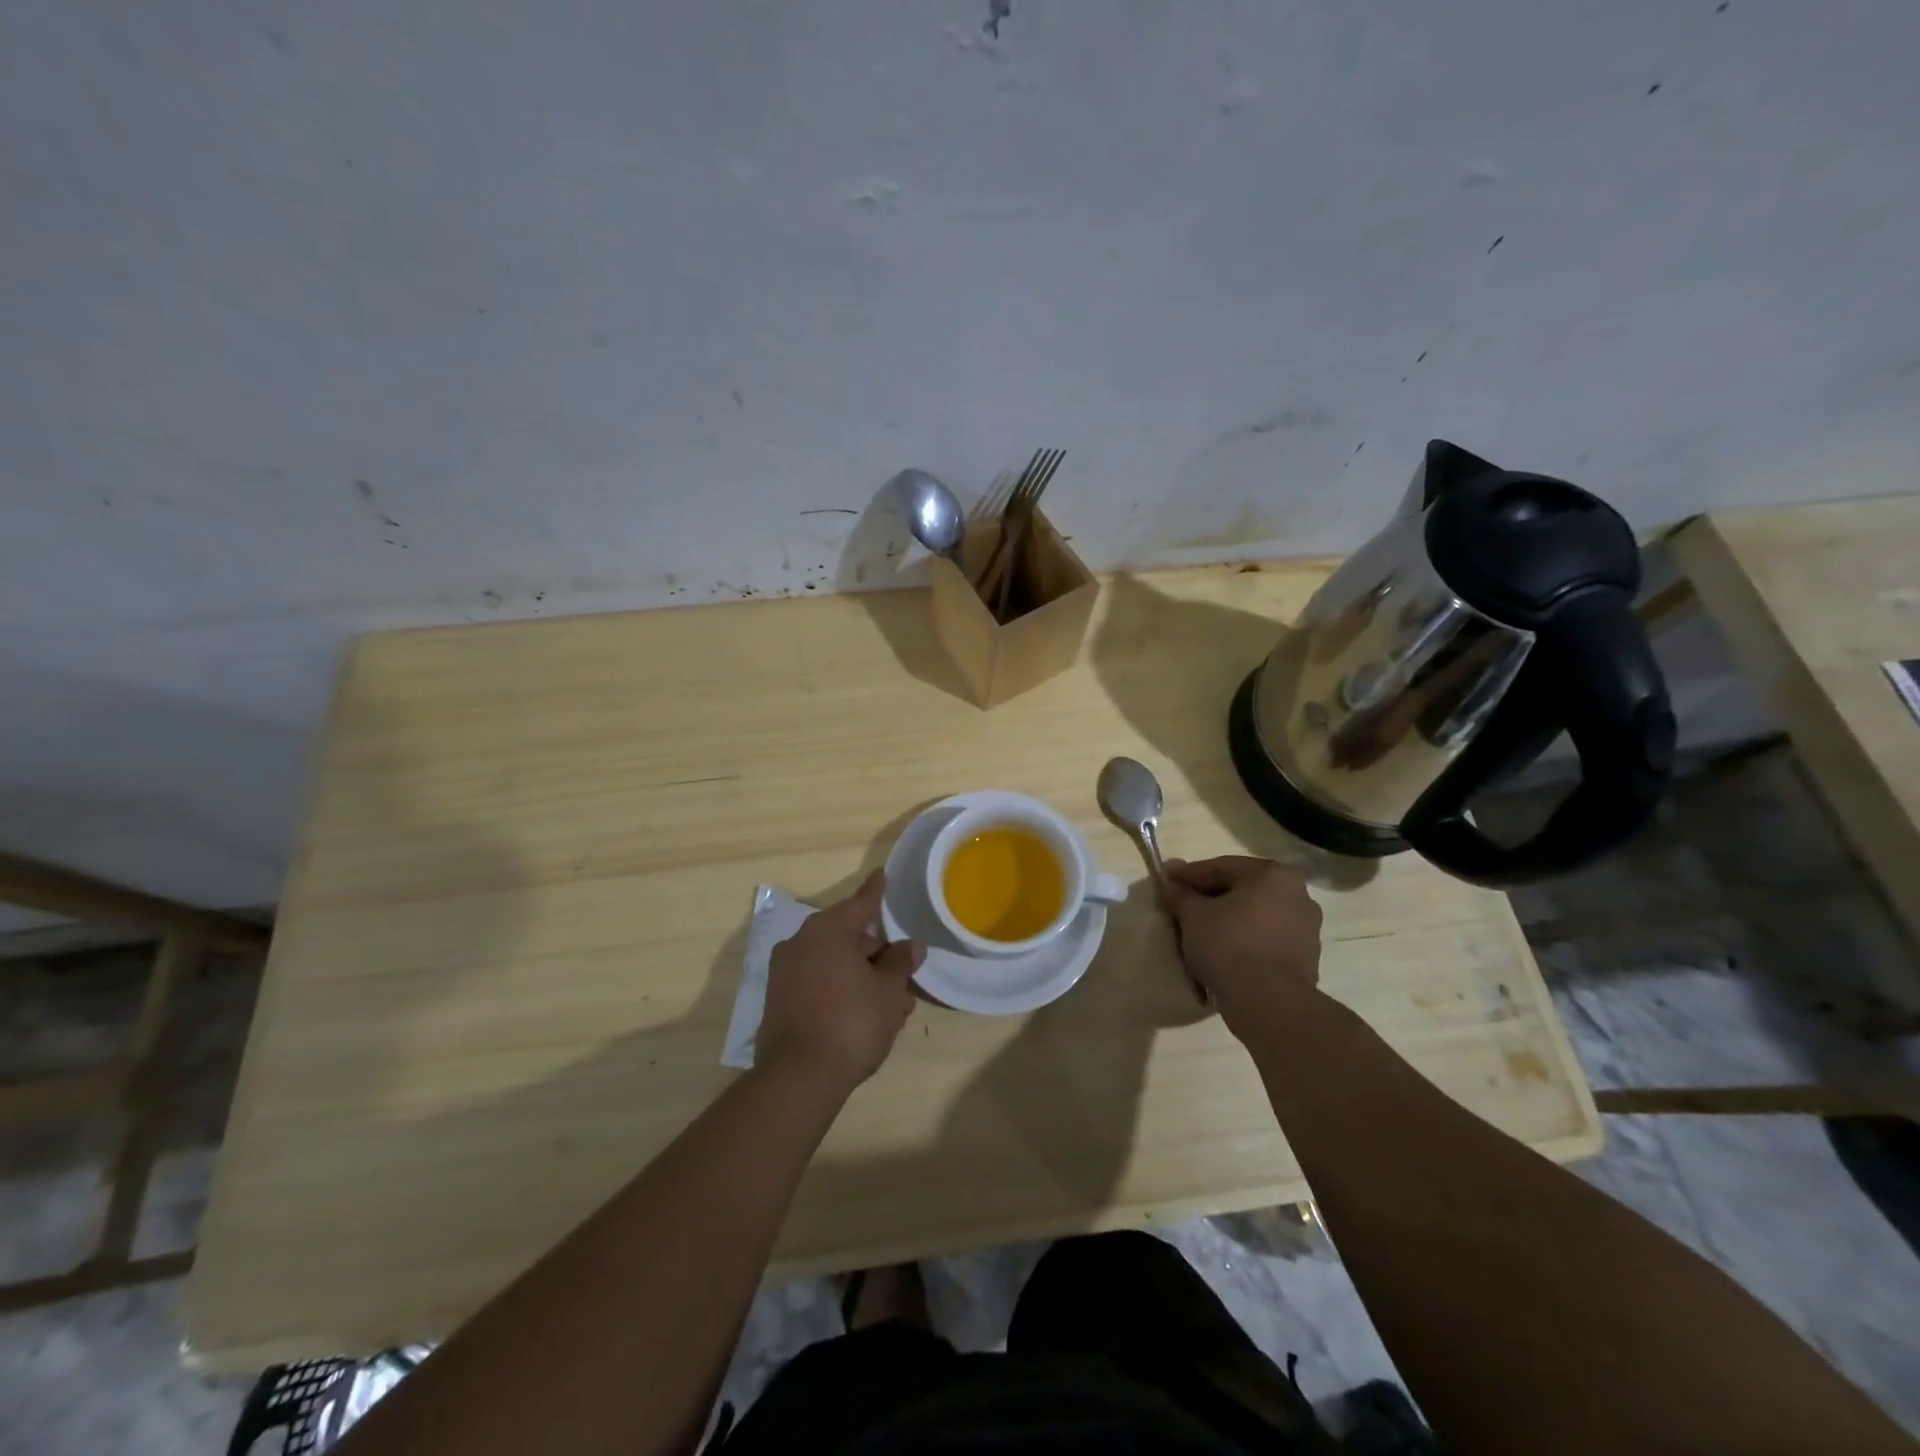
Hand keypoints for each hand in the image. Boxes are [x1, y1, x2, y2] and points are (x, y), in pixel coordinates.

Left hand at [757, 870, 924, 1094]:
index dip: (876, 892)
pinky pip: (819, 982)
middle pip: (848, 937)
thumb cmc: (851, 1022)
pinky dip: (842, 989)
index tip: (882, 875)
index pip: (860, 904)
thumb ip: (900, 963)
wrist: (798, 1078)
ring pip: (835, 964)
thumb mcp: (888, 991)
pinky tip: (866, 1014)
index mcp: (827, 931)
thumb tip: (910, 947)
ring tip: (894, 1005)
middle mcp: (800, 943)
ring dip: (864, 977)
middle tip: (904, 976)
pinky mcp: (779, 1000)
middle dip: (878, 954)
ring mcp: (785, 972)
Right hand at [1162, 856, 1322, 1043]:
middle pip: (1242, 890)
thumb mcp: (1193, 915)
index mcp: (1273, 875)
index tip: (1166, 881)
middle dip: (1210, 897)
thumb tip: (1169, 883)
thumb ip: (1180, 894)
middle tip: (1181, 905)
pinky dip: (1244, 940)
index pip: (1221, 867)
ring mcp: (1306, 928)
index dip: (1189, 875)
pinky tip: (1223, 951)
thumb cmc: (1229, 945)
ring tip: (1200, 931)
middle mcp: (1297, 894)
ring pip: (1255, 915)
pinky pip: (1265, 939)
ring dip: (1228, 919)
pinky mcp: (1306, 958)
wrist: (1269, 1003)